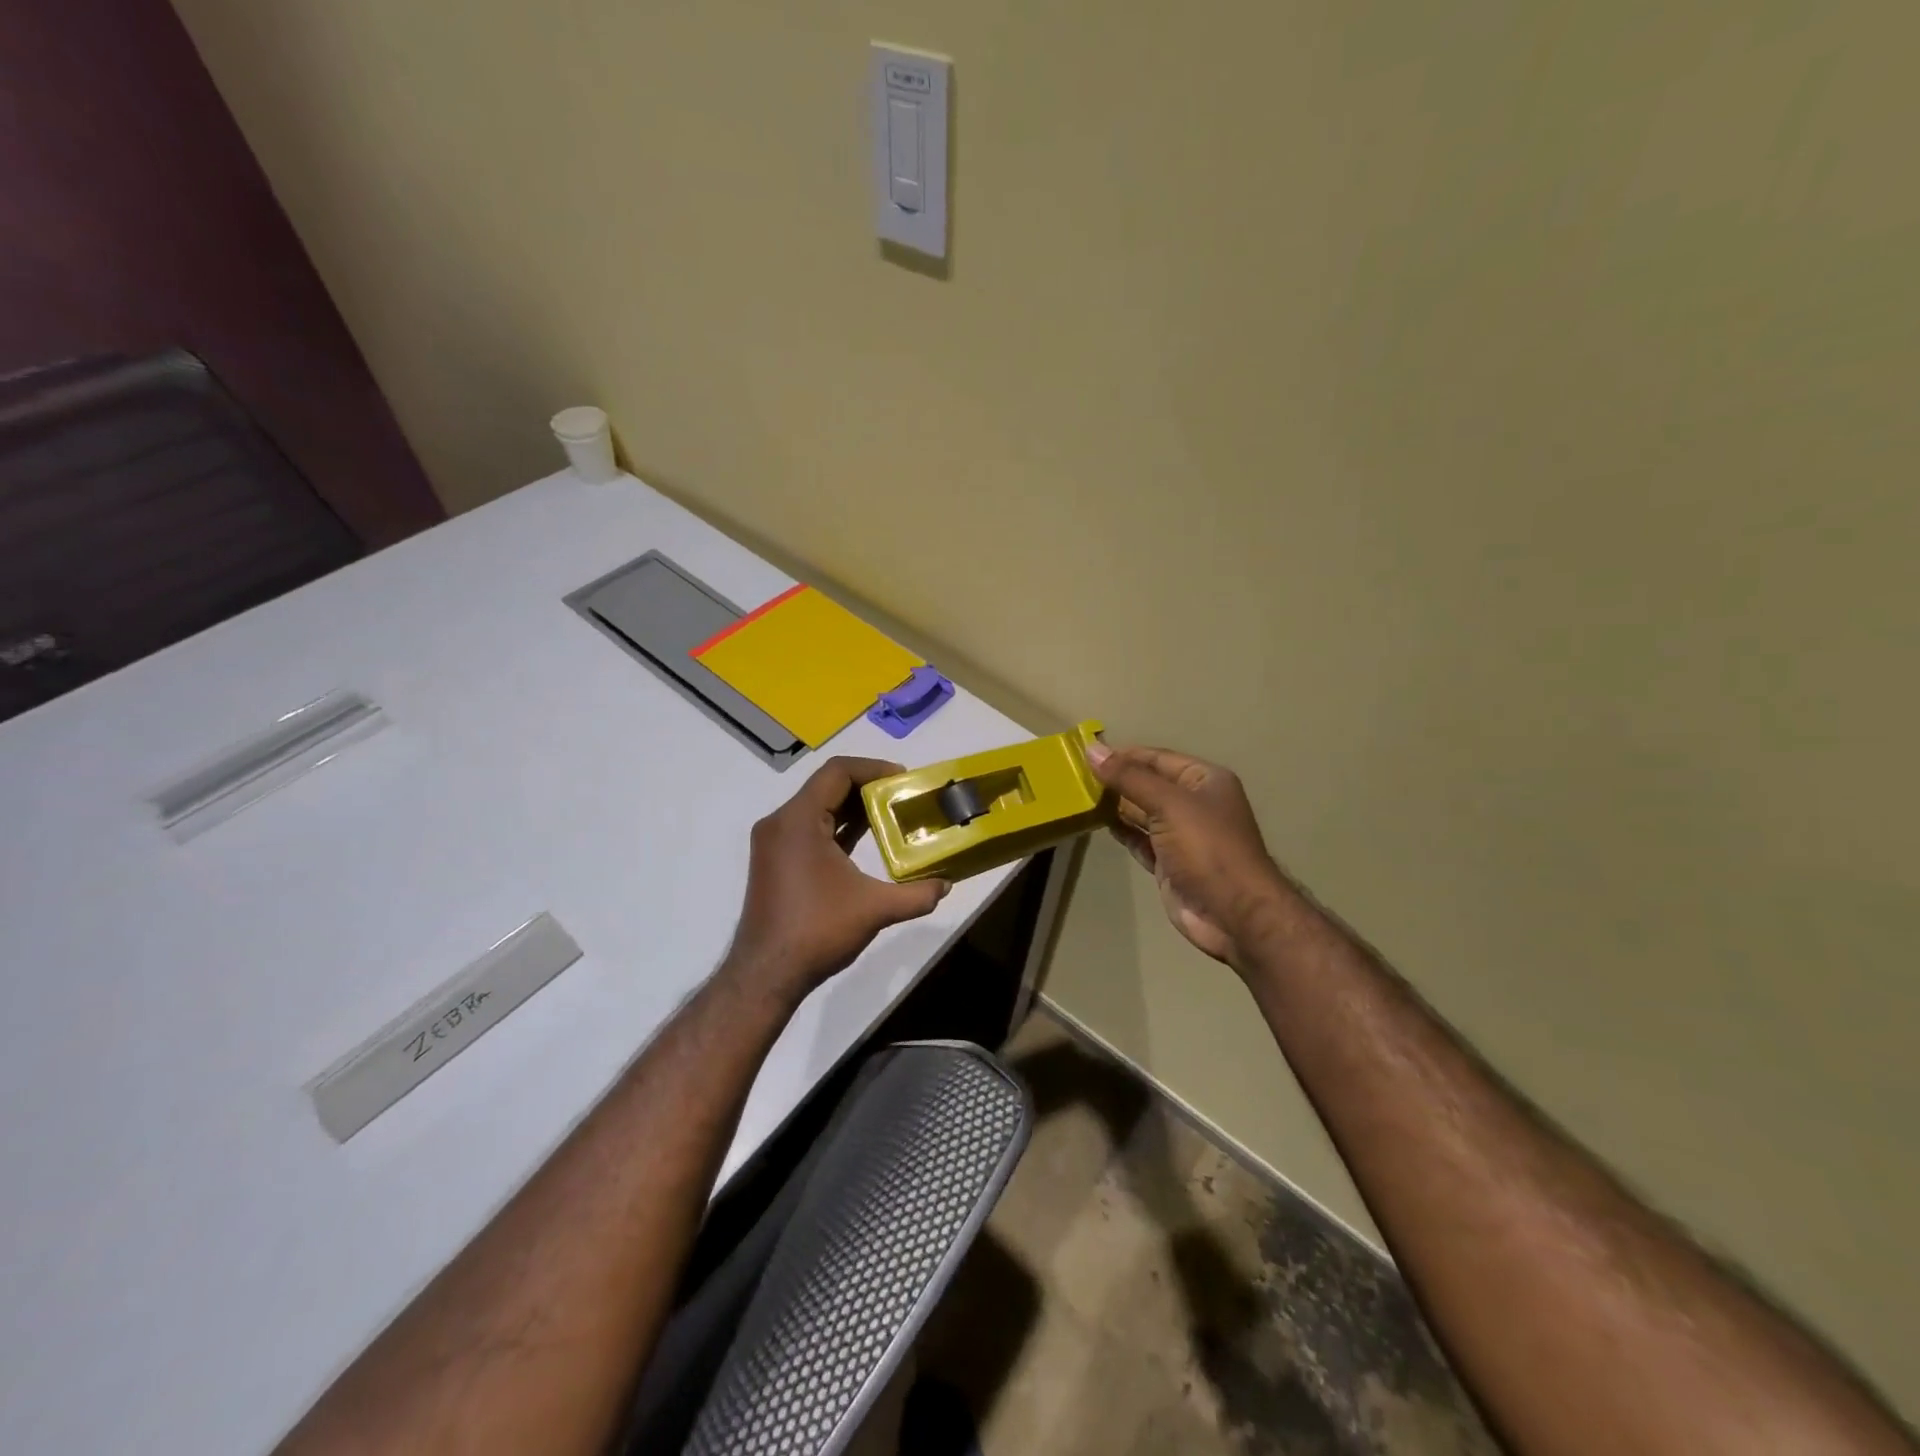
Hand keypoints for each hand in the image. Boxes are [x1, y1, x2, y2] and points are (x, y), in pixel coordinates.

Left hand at [721, 756, 949, 1004]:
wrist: (766, 974)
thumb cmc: (817, 931)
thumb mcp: (874, 909)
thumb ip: (916, 894)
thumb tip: (946, 885)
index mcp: (798, 820)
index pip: (837, 772)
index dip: (873, 769)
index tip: (903, 780)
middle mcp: (780, 822)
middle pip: (826, 785)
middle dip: (867, 787)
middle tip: (903, 797)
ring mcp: (774, 842)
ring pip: (817, 807)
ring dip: (852, 807)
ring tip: (891, 814)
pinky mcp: (775, 860)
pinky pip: (809, 828)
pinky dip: (837, 826)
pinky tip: (865, 838)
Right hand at [1087, 742, 1288, 967]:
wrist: (1233, 913)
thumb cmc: (1207, 848)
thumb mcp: (1168, 804)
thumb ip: (1129, 777)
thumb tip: (1092, 750)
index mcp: (1204, 780)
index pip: (1158, 758)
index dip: (1124, 754)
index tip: (1087, 754)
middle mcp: (1195, 804)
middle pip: (1149, 784)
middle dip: (1117, 780)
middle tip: (1076, 776)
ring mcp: (1182, 836)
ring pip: (1142, 813)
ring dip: (1116, 805)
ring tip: (1080, 796)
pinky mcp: (1169, 863)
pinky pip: (1140, 839)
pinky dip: (1122, 832)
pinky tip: (1098, 823)